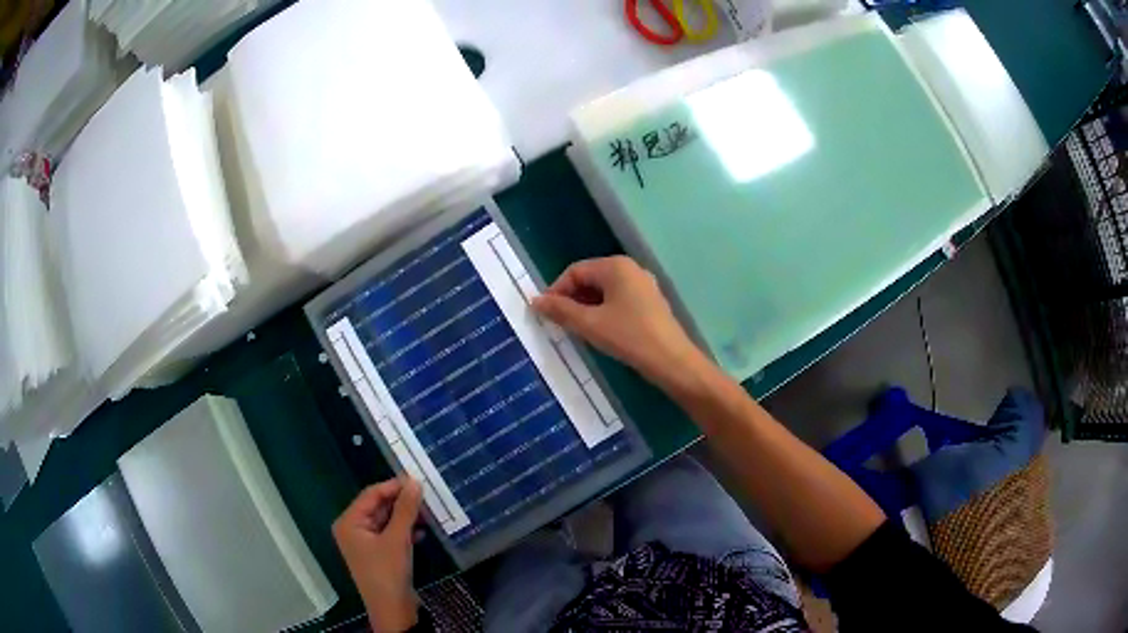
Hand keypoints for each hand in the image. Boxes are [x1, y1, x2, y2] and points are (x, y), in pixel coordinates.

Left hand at [333, 477, 422, 632]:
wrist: (392, 610)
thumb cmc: (388, 572)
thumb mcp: (398, 539)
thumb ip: (406, 510)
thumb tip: (415, 482)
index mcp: (349, 522)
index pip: (371, 494)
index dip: (393, 486)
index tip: (417, 480)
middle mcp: (353, 529)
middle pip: (378, 507)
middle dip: (401, 502)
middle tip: (426, 496)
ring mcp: (365, 543)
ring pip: (386, 521)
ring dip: (405, 517)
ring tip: (428, 512)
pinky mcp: (378, 554)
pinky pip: (390, 534)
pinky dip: (405, 531)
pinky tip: (422, 531)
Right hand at [531, 256, 707, 391]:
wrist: (672, 361)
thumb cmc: (629, 337)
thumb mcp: (590, 324)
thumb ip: (561, 311)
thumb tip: (535, 301)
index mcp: (615, 266)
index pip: (575, 271)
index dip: (556, 290)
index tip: (544, 313)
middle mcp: (631, 269)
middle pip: (590, 278)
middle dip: (571, 298)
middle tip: (558, 323)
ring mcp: (643, 285)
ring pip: (604, 291)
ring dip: (586, 307)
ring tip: (576, 329)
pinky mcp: (650, 302)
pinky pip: (619, 299)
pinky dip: (603, 311)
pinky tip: (599, 331)